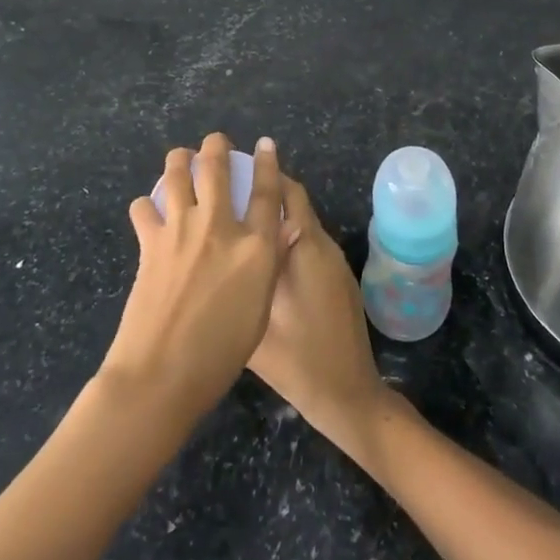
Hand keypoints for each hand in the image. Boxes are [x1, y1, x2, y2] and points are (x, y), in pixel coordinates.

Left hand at [98, 134, 288, 425]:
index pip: (267, 192)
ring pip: (177, 175)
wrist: (162, 373)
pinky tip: (149, 210)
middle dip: (216, 147)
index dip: (268, 163)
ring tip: (181, 158)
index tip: (265, 143)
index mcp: (255, 248)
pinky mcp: (150, 243)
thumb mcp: (260, 309)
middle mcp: (219, 228)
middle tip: (215, 141)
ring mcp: (181, 231)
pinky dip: (146, 205)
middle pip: (217, 169)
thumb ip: (266, 266)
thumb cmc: (221, 353)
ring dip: (179, 160)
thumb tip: (274, 236)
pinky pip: (144, 209)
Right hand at [247, 170, 392, 462]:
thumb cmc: (298, 360)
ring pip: (301, 223)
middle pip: (295, 203)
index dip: (262, 174)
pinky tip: (259, 253)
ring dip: (275, 214)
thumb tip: (213, 249)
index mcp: (304, 248)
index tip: (232, 165)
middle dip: (267, 188)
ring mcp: (332, 263)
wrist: (347, 394)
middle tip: (231, 185)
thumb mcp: (254, 322)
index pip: (285, 193)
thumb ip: (239, 279)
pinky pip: (307, 243)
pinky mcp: (336, 279)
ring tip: (238, 216)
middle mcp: (322, 246)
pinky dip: (285, 236)